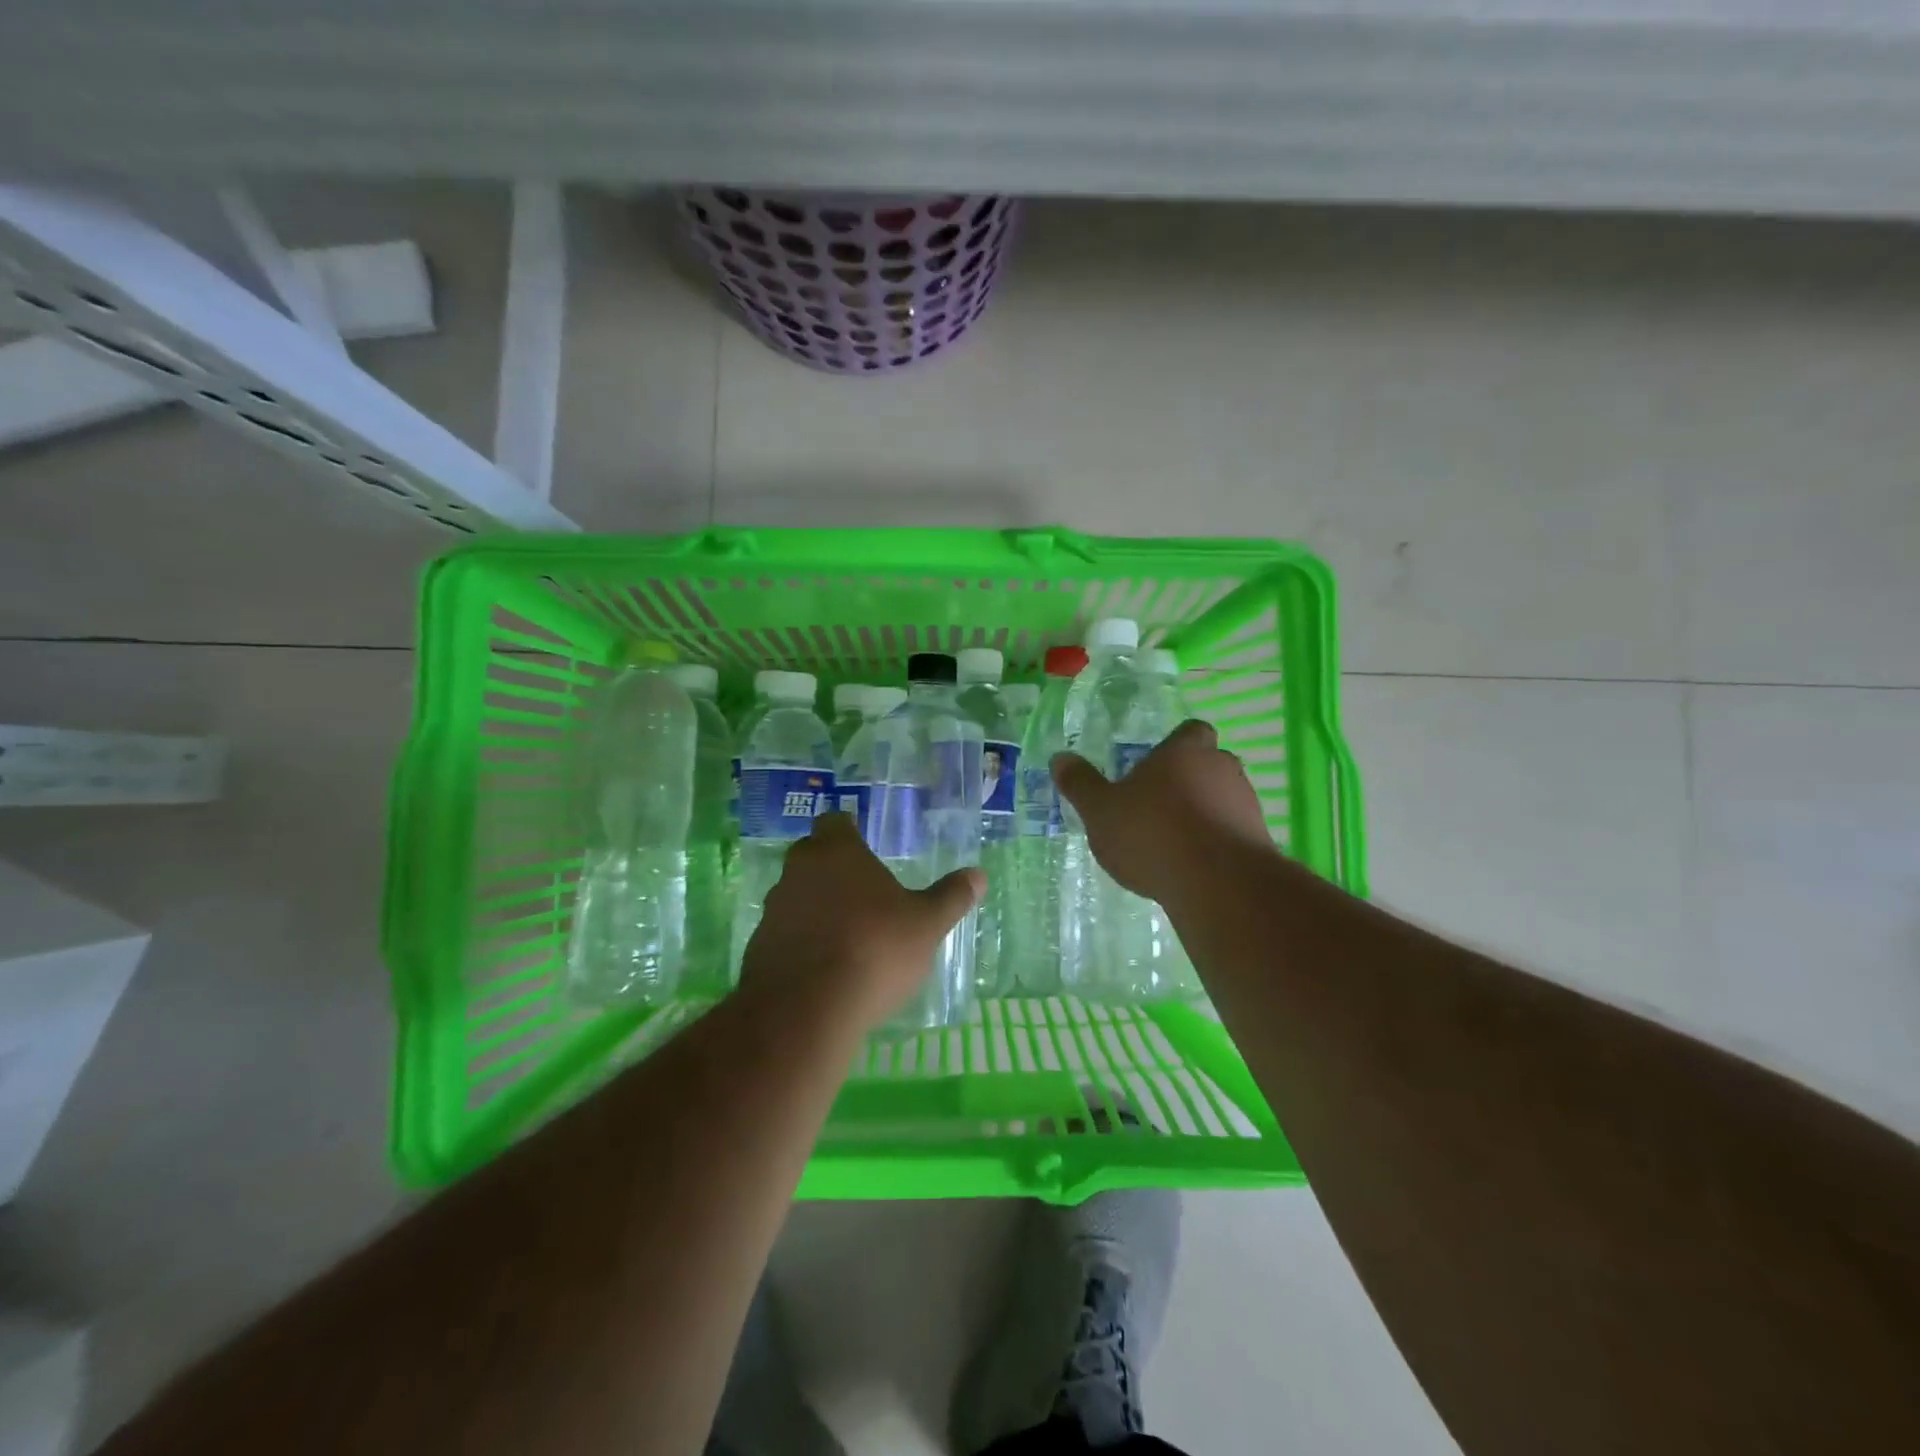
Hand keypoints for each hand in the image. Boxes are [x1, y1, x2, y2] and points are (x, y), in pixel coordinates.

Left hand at [740, 812, 984, 1030]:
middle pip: (811, 856)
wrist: (805, 1009)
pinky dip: (801, 942)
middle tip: (861, 890)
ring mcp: (773, 910)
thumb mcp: (926, 924)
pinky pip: (784, 934)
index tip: (863, 844)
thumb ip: (950, 897)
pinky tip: (823, 967)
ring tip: (846, 933)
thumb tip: (978, 875)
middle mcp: (798, 871)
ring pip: (795, 895)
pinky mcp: (757, 948)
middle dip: (832, 868)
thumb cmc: (874, 949)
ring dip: (815, 907)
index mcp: (837, 852)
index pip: (835, 822)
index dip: (848, 830)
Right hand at [1052, 719, 1271, 902]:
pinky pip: (1234, 832)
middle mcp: (1221, 768)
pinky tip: (1193, 866)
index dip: (1176, 744)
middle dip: (1188, 781)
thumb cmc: (1152, 833)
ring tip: (1174, 841)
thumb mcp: (1101, 811)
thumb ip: (1081, 784)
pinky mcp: (1259, 841)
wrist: (1217, 884)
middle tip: (1159, 805)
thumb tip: (1060, 758)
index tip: (1157, 764)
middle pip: (1209, 764)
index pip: (1191, 731)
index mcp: (1184, 752)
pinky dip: (1216, 843)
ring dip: (1204, 813)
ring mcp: (1246, 804)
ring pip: (1224, 798)